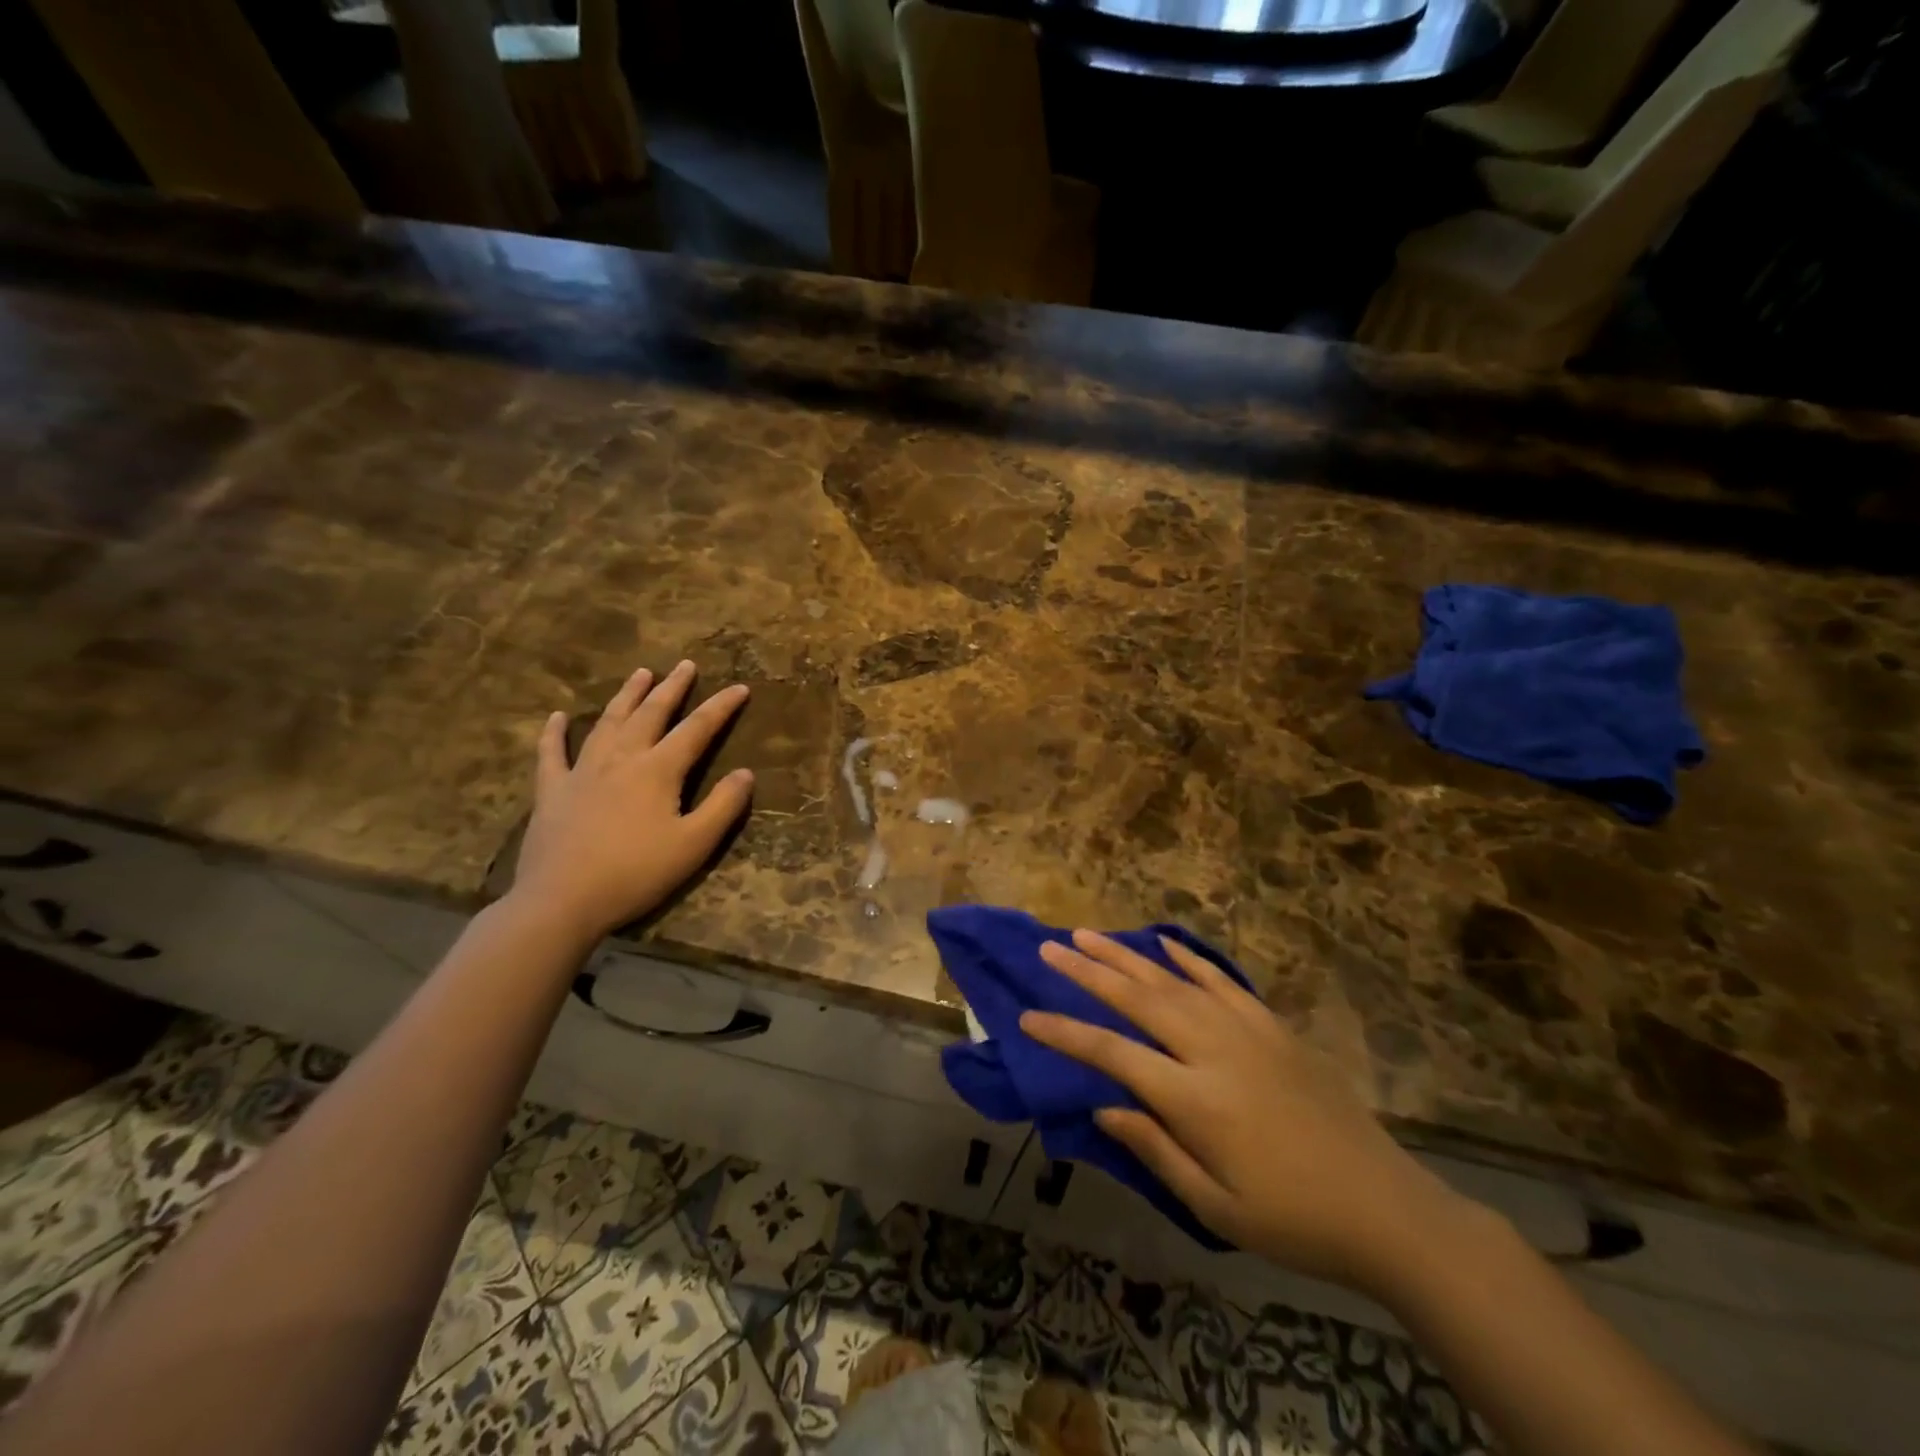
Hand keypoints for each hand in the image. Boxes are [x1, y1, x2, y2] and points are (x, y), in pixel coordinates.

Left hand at [510, 661, 753, 942]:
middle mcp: (622, 759)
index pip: (697, 729)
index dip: (721, 707)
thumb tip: (746, 773)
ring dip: (626, 696)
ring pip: (608, 722)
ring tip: (640, 673)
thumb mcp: (694, 845)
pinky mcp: (552, 791)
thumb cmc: (636, 873)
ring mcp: (582, 772)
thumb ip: (723, 806)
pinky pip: (552, 753)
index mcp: (658, 770)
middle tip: (685, 665)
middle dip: (672, 688)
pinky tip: (558, 717)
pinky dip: (555, 733)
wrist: (562, 900)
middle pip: (651, 714)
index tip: (740, 688)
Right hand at [1021, 931, 1466, 1296]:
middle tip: (1050, 947)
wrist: (1385, 1207)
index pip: (1113, 1053)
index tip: (1027, 1016)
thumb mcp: (1215, 1206)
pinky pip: (1221, 981)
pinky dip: (1189, 958)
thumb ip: (1155, 1148)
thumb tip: (1103, 1105)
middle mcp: (1214, 1050)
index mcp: (1194, 1098)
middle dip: (1088, 971)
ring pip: (1173, 980)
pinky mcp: (1272, 1026)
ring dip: (1126, 956)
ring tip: (1088, 934)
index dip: (1066, 1032)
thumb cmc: (1293, 1220)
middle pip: (1138, 999)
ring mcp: (1246, 1031)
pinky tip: (1164, 941)